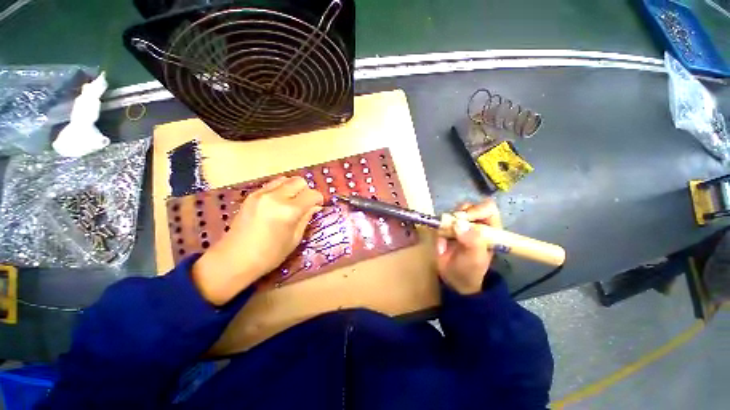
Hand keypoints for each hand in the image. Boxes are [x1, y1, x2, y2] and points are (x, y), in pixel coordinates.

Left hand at [192, 176, 323, 304]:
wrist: (234, 260)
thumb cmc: (269, 255)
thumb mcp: (294, 239)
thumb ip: (306, 218)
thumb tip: (315, 206)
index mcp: (289, 211)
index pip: (312, 194)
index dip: (319, 199)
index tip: (318, 206)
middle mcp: (276, 197)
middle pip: (300, 181)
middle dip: (306, 191)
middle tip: (305, 204)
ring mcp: (261, 194)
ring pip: (286, 179)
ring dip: (293, 188)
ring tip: (291, 202)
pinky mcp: (251, 195)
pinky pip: (272, 184)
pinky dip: (280, 189)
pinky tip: (278, 202)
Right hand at [436, 199, 502, 294]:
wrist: (453, 279)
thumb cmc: (470, 269)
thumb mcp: (475, 258)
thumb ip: (471, 241)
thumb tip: (458, 223)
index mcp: (490, 229)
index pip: (487, 209)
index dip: (476, 210)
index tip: (464, 218)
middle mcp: (476, 224)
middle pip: (469, 207)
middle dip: (460, 213)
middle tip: (453, 223)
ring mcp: (461, 225)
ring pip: (455, 211)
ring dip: (449, 219)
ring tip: (446, 232)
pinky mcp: (447, 228)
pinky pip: (442, 220)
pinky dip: (440, 227)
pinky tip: (441, 239)